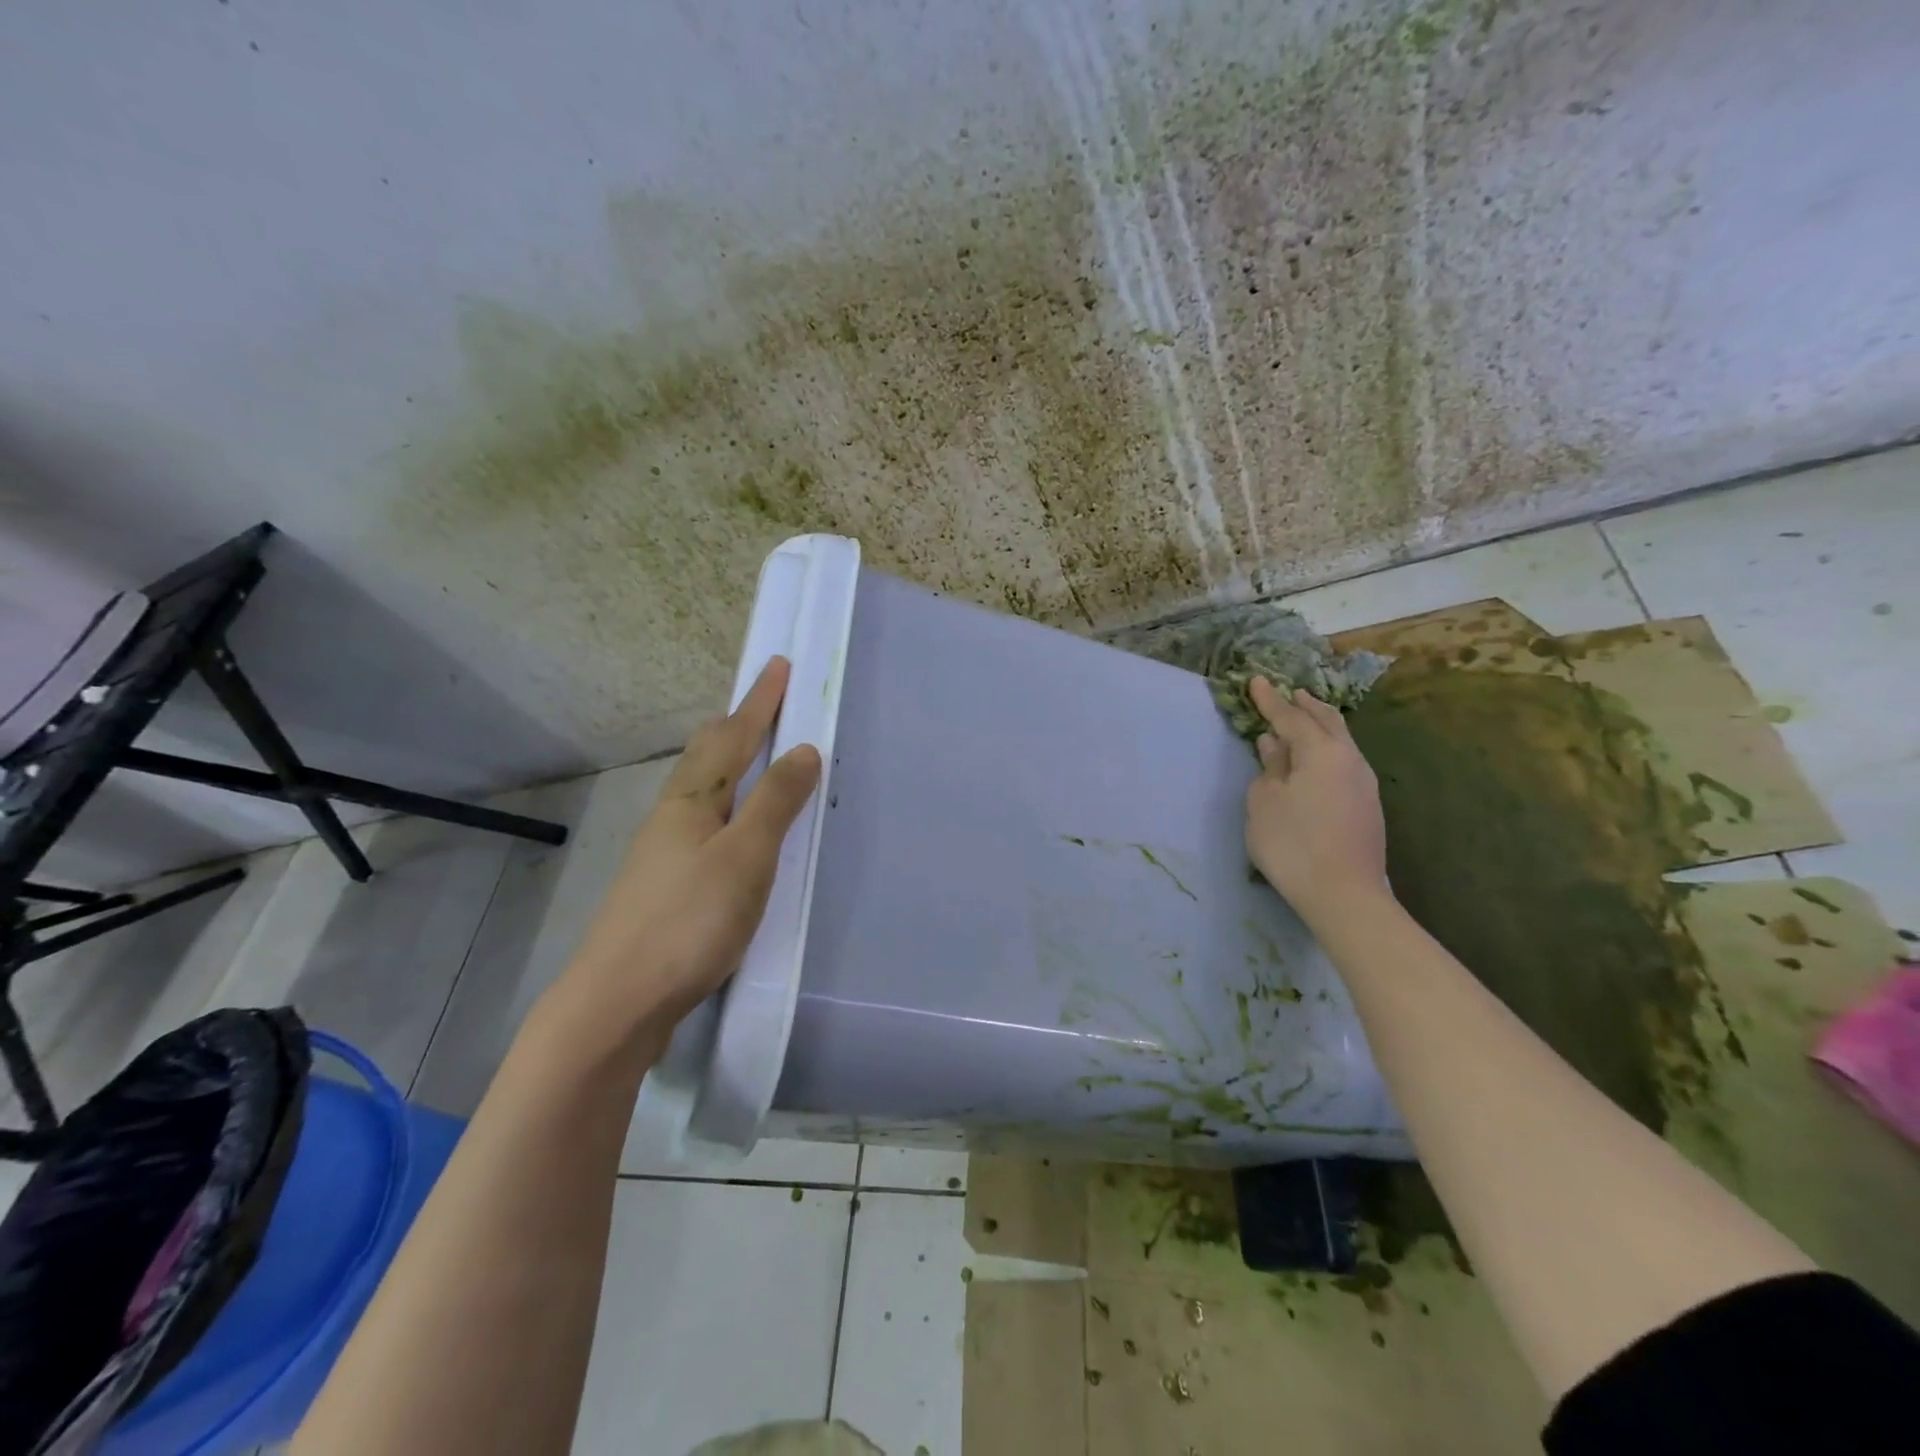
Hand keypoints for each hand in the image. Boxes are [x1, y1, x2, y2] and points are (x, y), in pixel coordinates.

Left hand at [546, 658, 822, 1051]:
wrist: (618, 1001)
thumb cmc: (690, 921)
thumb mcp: (746, 857)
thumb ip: (775, 802)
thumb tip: (802, 749)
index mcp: (692, 800)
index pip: (733, 736)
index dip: (759, 702)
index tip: (777, 665)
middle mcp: (672, 817)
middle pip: (705, 756)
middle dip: (735, 725)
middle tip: (760, 703)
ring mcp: (661, 854)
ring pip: (699, 790)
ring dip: (727, 763)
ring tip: (750, 756)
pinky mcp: (662, 888)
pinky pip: (700, 824)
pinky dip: (723, 805)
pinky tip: (728, 829)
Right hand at [1244, 676, 1390, 925]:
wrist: (1344, 894)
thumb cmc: (1293, 842)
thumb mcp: (1264, 802)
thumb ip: (1269, 768)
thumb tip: (1275, 745)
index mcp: (1321, 751)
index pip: (1291, 716)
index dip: (1270, 700)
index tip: (1256, 680)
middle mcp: (1349, 758)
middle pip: (1327, 721)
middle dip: (1306, 705)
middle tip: (1290, 693)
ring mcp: (1363, 782)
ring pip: (1341, 741)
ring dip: (1320, 726)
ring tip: (1304, 719)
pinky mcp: (1367, 805)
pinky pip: (1344, 762)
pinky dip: (1327, 749)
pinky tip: (1315, 760)